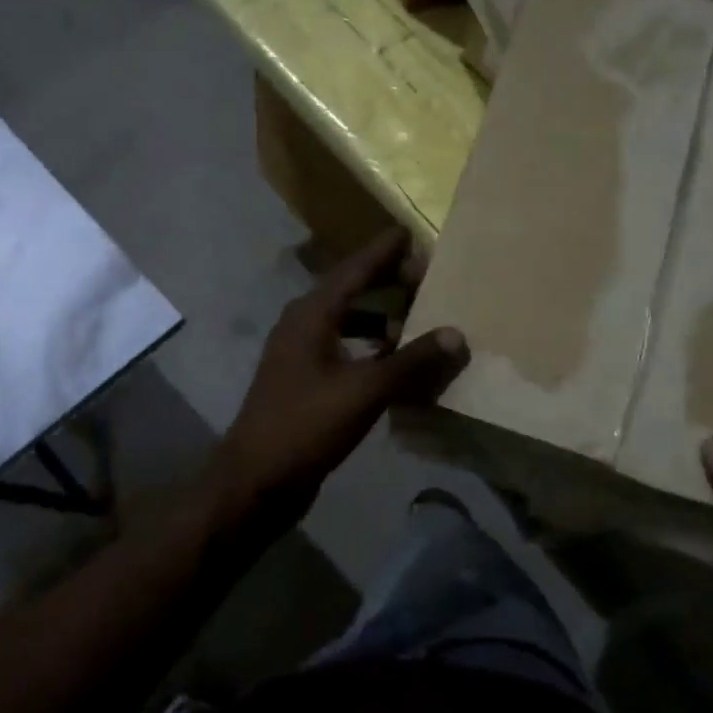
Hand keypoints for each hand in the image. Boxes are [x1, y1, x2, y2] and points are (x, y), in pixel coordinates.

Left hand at [210, 229, 468, 529]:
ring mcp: (300, 354)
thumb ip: (411, 361)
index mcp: (311, 315)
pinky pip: (344, 350)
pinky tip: (394, 361)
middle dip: (385, 281)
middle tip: (425, 275)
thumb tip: (456, 334)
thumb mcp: (364, 390)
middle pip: (349, 291)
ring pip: (346, 322)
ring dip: (379, 316)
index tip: (409, 232)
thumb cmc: (306, 425)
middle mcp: (302, 325)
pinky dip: (370, 348)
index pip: (353, 269)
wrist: (256, 480)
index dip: (382, 251)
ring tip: (416, 315)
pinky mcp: (304, 381)